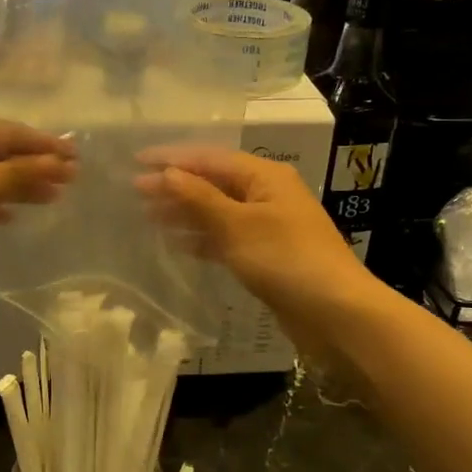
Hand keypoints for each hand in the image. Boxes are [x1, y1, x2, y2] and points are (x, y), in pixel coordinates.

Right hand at [134, 146, 381, 345]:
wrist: (336, 314)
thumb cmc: (286, 259)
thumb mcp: (237, 225)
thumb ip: (199, 197)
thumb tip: (166, 172)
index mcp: (265, 176)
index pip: (210, 158)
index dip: (171, 159)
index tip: (135, 162)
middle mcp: (266, 194)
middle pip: (213, 182)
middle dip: (175, 186)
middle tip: (134, 193)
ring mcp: (267, 225)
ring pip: (217, 211)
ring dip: (184, 212)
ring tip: (147, 215)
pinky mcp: (266, 255)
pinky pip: (226, 237)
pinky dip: (202, 237)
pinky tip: (177, 243)